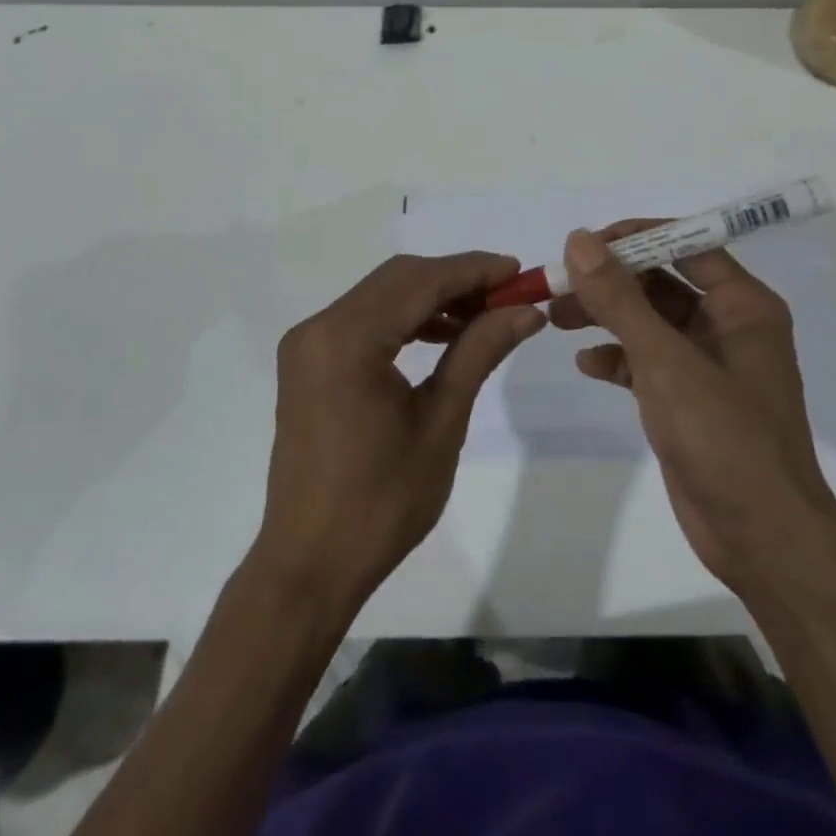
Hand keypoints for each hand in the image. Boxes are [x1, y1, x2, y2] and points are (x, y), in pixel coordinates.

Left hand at [251, 252, 545, 609]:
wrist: (310, 565)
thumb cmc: (382, 501)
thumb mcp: (442, 422)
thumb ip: (480, 351)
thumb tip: (527, 311)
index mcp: (347, 339)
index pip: (420, 281)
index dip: (473, 270)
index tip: (520, 271)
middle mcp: (319, 327)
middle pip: (399, 279)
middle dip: (456, 280)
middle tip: (508, 295)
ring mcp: (308, 344)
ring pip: (382, 296)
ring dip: (432, 298)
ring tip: (484, 316)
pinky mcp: (309, 362)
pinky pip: (365, 320)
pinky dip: (405, 319)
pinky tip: (443, 335)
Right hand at [553, 224, 835, 600]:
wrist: (762, 539)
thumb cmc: (725, 438)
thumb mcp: (666, 362)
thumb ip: (621, 299)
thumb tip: (579, 240)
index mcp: (742, 305)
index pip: (685, 245)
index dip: (635, 238)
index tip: (585, 243)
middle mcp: (727, 325)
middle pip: (661, 282)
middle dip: (610, 281)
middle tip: (559, 283)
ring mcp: (707, 364)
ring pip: (648, 322)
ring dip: (605, 316)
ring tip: (556, 317)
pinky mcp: (688, 398)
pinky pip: (646, 361)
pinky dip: (617, 358)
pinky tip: (587, 364)